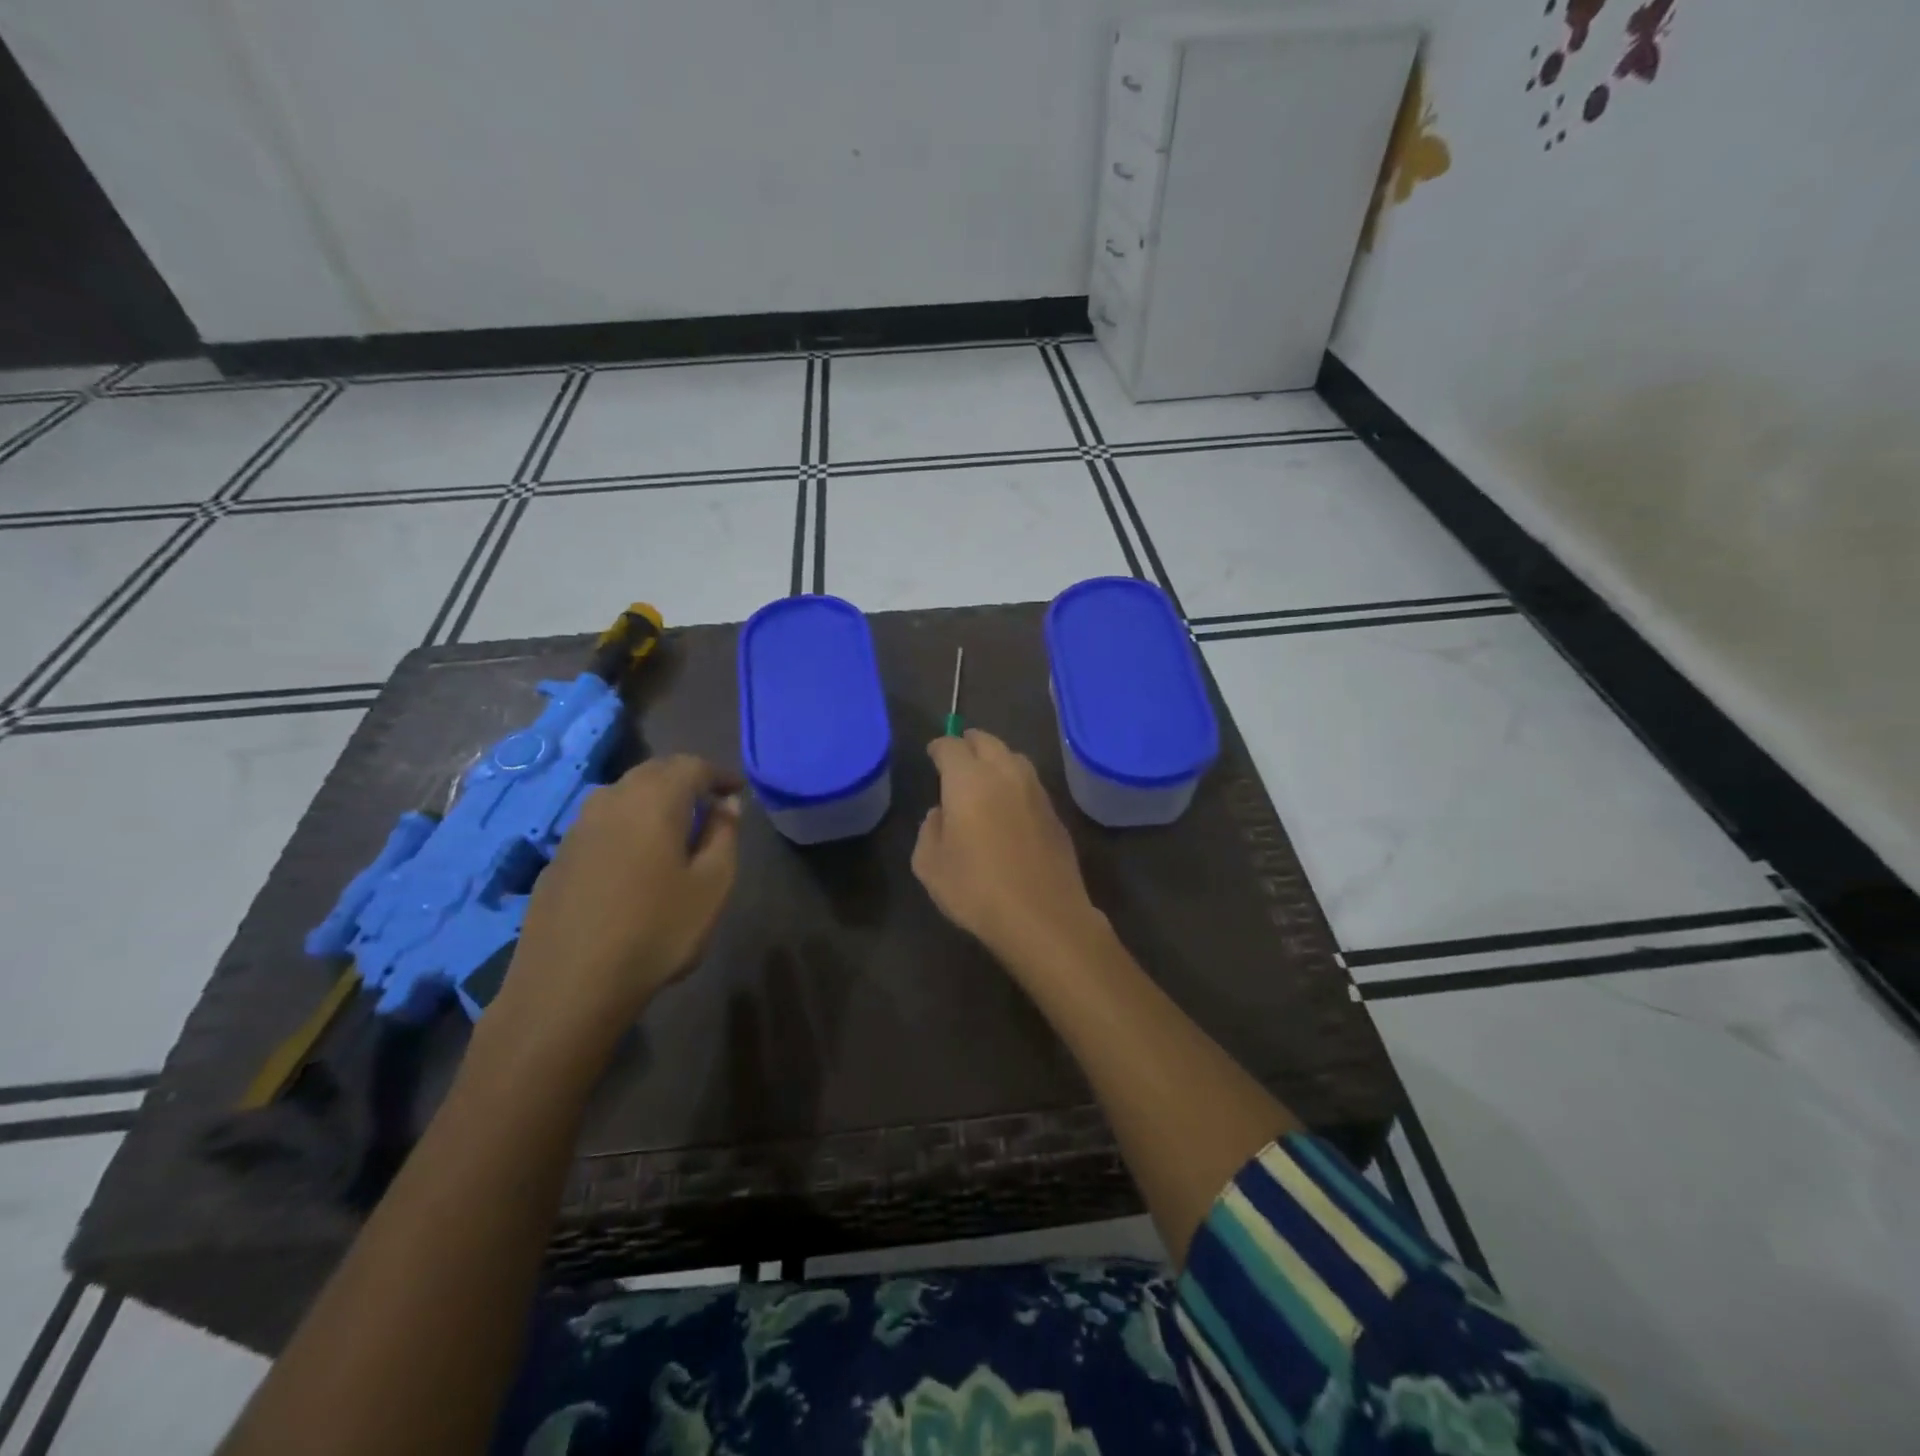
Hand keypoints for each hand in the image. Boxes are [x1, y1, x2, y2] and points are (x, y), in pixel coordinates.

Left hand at [492, 756, 741, 1055]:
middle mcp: (611, 801)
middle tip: (710, 802)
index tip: (737, 790)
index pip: (692, 766)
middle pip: (653, 772)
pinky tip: (635, 858)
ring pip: (623, 795)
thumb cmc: (656, 931)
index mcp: (654, 800)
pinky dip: (626, 825)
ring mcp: (578, 828)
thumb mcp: (712, 885)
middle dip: (685, 779)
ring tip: (675, 826)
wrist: (568, 985)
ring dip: (653, 799)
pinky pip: (601, 823)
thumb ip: (724, 835)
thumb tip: (726, 804)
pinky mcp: (558, 858)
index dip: (719, 774)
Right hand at [912, 730, 1104, 969]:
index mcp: (968, 780)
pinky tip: (1009, 803)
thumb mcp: (930, 865)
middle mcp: (1004, 774)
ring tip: (985, 775)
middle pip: (987, 742)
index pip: (951, 746)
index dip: (939, 747)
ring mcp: (1035, 791)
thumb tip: (941, 813)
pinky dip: (1015, 782)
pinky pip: (1030, 783)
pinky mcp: (1055, 812)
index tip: (932, 754)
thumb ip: (929, 830)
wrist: (1042, 916)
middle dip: (970, 743)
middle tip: (958, 755)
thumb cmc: (976, 889)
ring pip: (1014, 757)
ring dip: (996, 758)